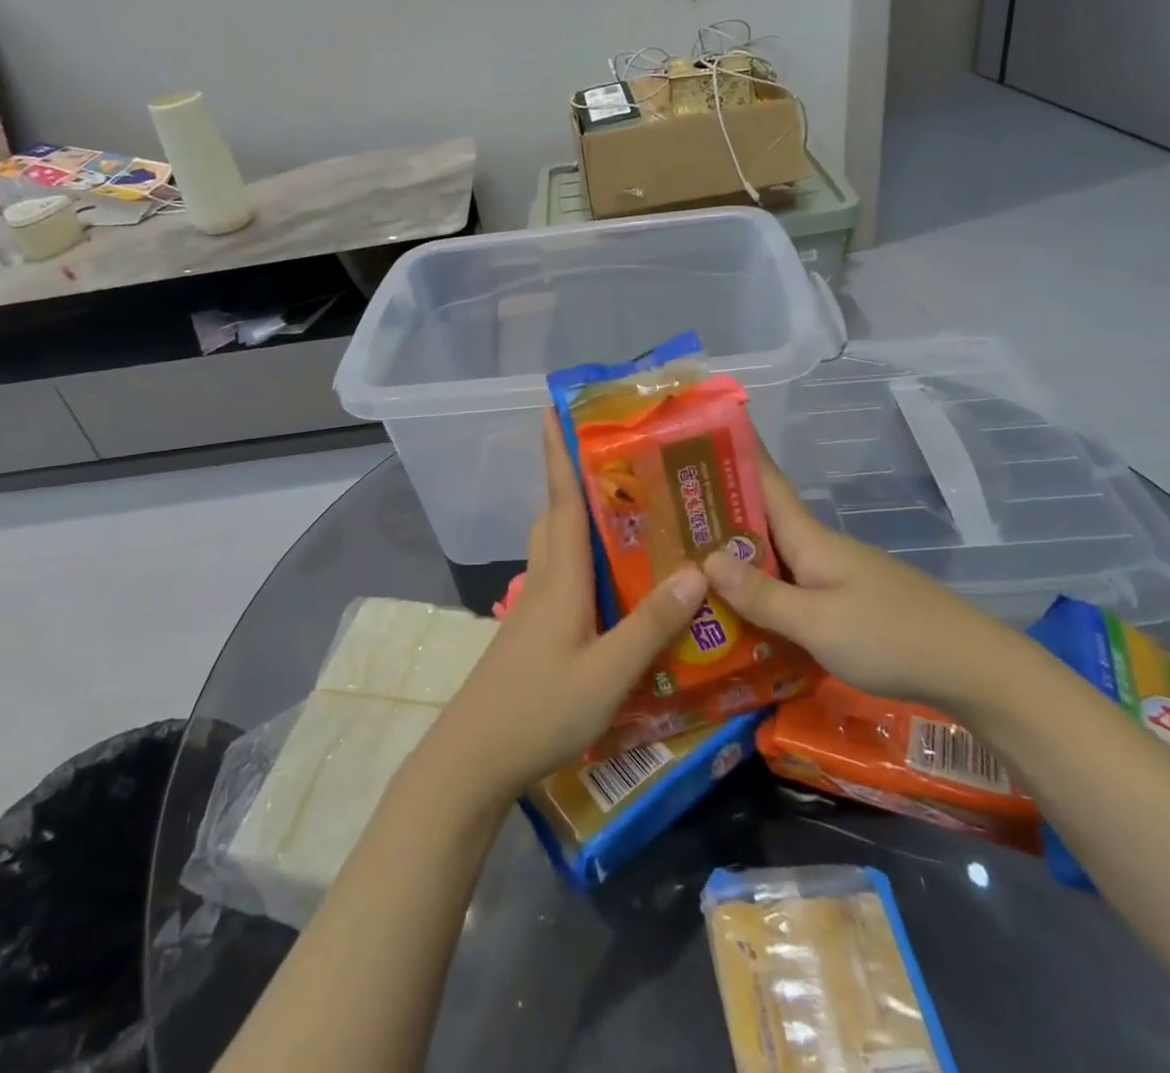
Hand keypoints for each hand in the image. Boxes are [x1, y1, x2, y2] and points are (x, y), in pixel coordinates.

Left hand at [429, 413, 709, 801]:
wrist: (473, 760)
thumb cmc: (540, 709)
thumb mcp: (608, 673)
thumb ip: (651, 624)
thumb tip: (697, 570)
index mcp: (560, 579)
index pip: (562, 501)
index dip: (559, 454)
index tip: (554, 410)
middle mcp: (543, 582)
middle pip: (556, 518)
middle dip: (575, 482)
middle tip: (618, 465)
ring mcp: (532, 609)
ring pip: (555, 548)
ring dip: (578, 522)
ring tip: (624, 518)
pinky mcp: (531, 634)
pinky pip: (559, 579)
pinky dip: (580, 563)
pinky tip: (610, 586)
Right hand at [701, 448, 1016, 711]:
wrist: (973, 669)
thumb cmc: (890, 636)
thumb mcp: (817, 622)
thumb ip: (762, 594)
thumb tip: (707, 558)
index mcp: (810, 537)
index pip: (766, 480)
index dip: (737, 451)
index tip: (703, 428)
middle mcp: (819, 547)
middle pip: (762, 518)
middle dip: (718, 506)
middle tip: (668, 505)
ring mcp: (835, 573)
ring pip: (774, 553)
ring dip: (736, 550)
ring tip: (688, 555)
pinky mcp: (846, 601)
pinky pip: (791, 582)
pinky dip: (761, 584)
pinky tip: (739, 605)